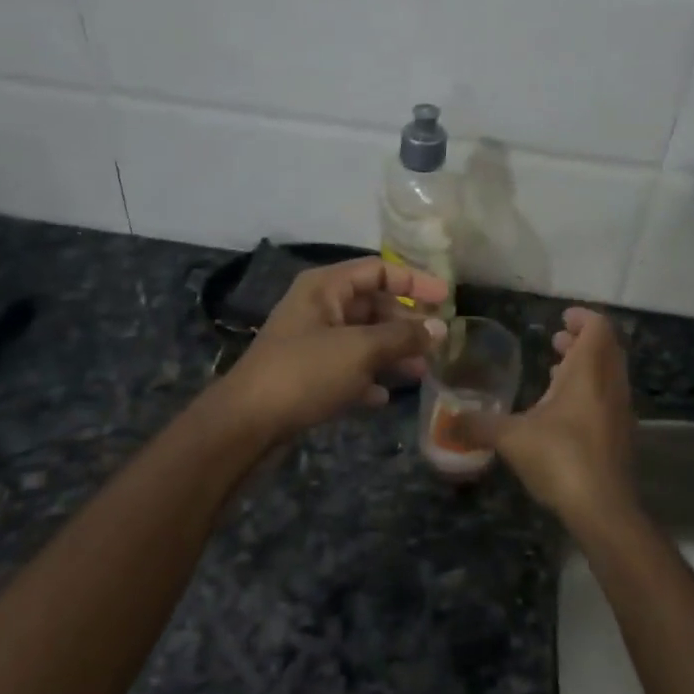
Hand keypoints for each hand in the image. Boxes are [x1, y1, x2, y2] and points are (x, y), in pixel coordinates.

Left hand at [216, 257, 448, 440]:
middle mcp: (318, 307)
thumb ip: (403, 336)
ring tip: (420, 372)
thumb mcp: (360, 349)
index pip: (378, 270)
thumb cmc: (305, 372)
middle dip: (405, 323)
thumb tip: (440, 329)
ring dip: (391, 352)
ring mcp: (310, 341)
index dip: (414, 281)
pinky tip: (383, 396)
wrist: (246, 424)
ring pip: (362, 338)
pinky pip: (347, 367)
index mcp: (325, 287)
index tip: (446, 299)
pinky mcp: (306, 374)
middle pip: (372, 305)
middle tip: (436, 343)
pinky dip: (367, 377)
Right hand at [479, 308, 639, 533]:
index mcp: (588, 372)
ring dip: (587, 366)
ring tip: (555, 371)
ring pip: (609, 374)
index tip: (561, 318)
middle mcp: (610, 384)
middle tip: (555, 339)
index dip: (581, 317)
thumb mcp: (511, 438)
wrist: (604, 510)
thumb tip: (446, 421)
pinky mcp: (621, 436)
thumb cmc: (560, 458)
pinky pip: (608, 398)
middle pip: (606, 347)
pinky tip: (563, 411)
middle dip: (581, 340)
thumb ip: (479, 425)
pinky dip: (590, 391)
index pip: (597, 327)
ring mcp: (620, 411)